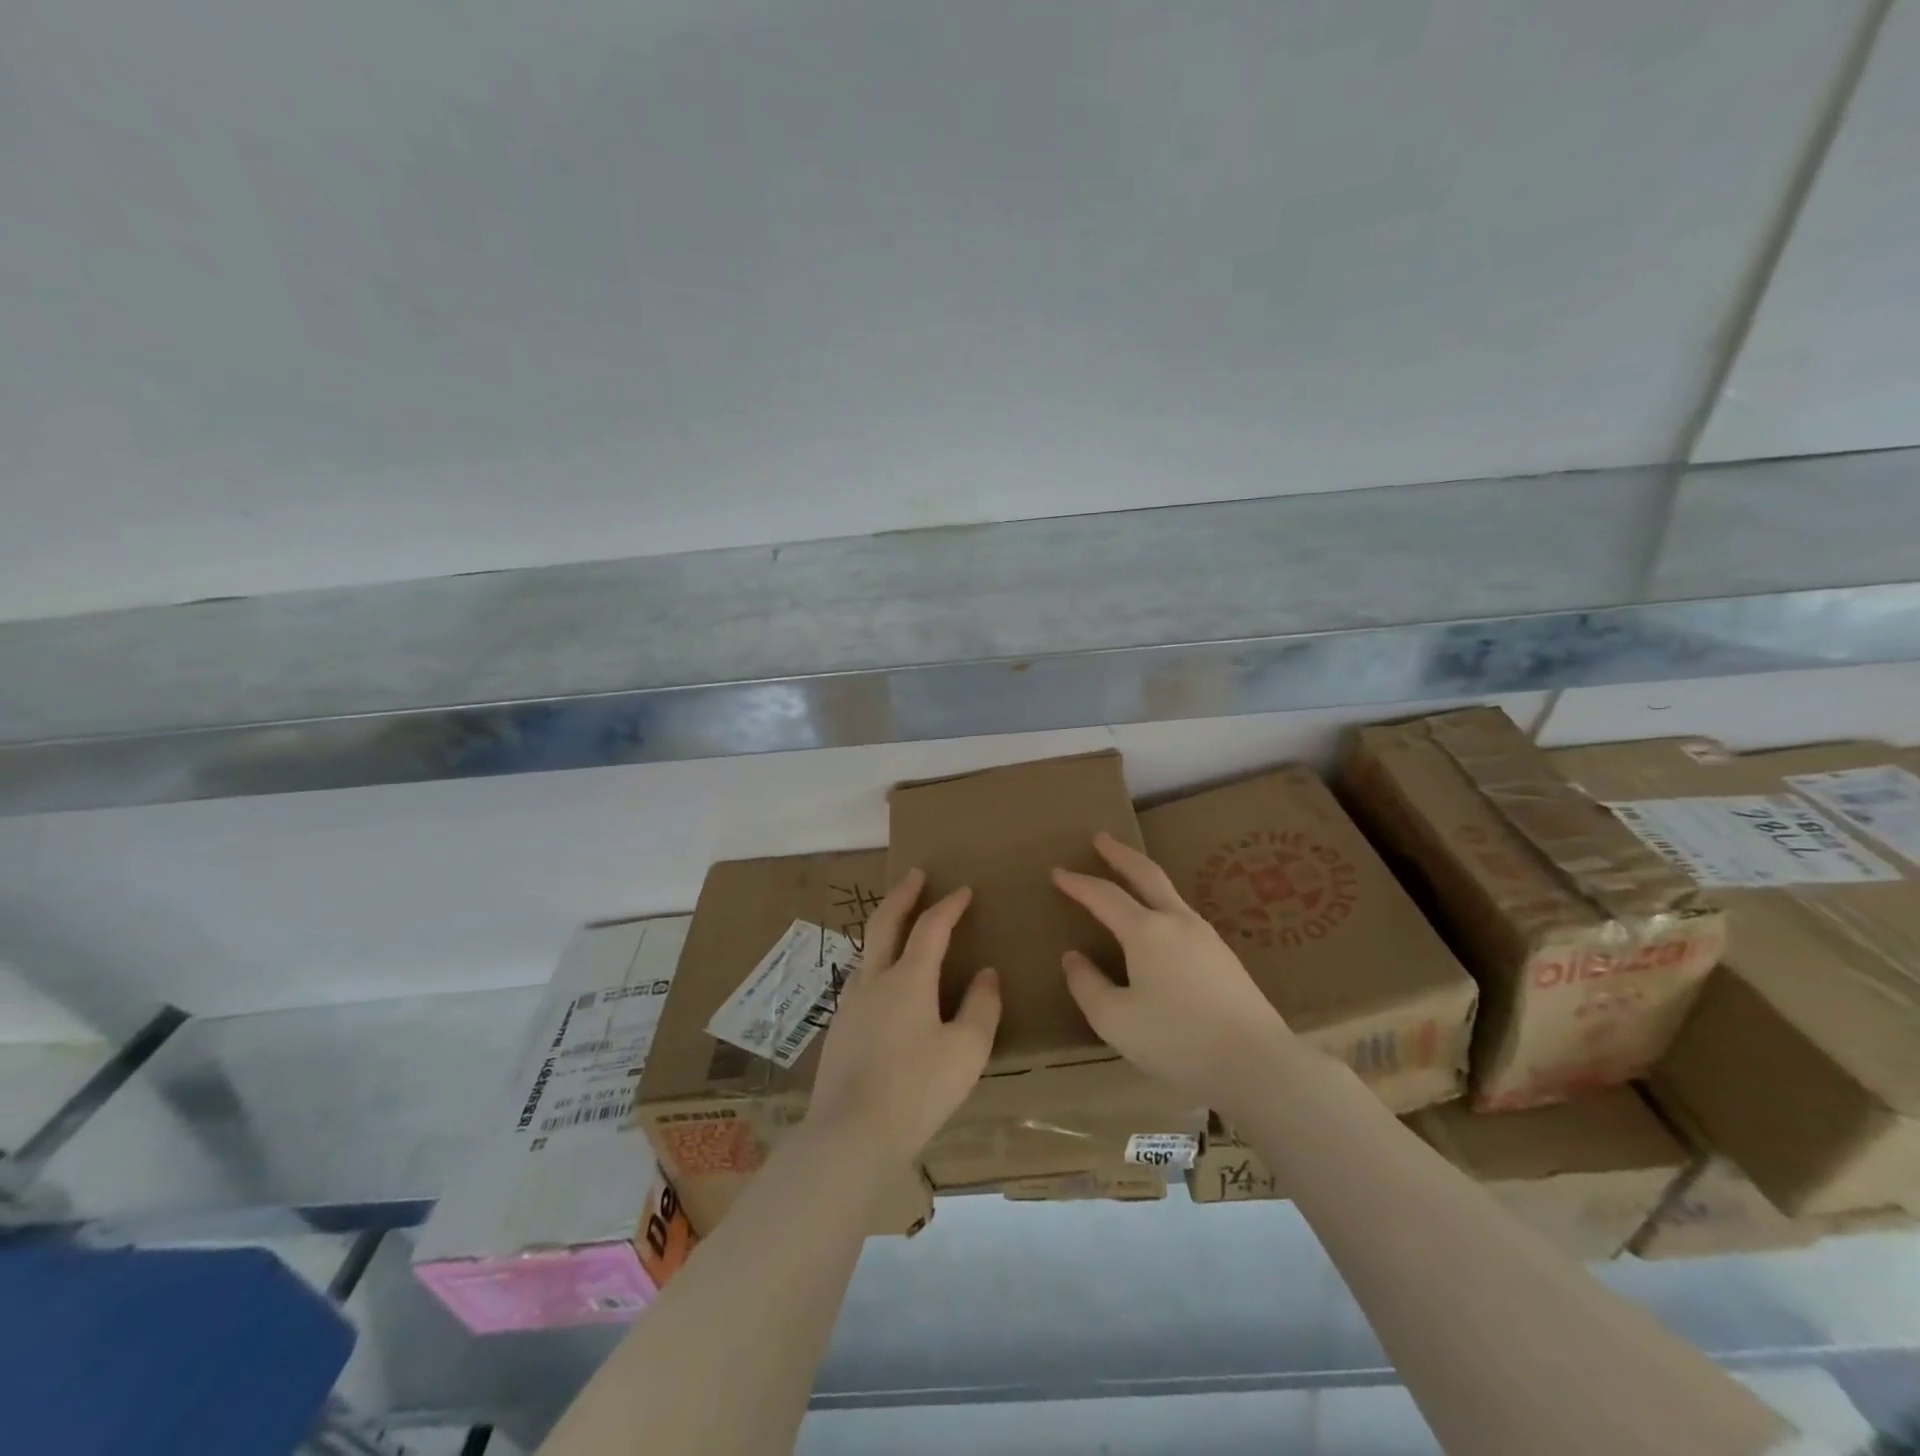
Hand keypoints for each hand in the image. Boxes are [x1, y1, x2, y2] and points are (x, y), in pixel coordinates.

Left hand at [807, 869, 1000, 1160]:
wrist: (850, 1135)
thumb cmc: (917, 1090)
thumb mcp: (966, 1051)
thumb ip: (981, 1007)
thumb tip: (986, 973)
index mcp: (908, 979)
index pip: (931, 927)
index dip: (949, 905)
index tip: (964, 890)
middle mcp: (875, 980)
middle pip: (885, 922)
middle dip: (903, 894)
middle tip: (916, 875)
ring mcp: (850, 1003)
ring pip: (868, 950)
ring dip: (886, 926)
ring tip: (900, 922)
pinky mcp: (839, 1028)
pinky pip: (861, 978)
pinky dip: (877, 960)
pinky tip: (884, 981)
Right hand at [1052, 832, 1295, 1108]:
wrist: (1257, 1063)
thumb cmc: (1178, 1040)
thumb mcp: (1115, 1020)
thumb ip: (1088, 985)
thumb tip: (1073, 958)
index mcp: (1147, 932)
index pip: (1104, 896)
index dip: (1078, 883)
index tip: (1057, 873)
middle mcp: (1178, 922)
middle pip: (1146, 874)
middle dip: (1120, 854)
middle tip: (1101, 838)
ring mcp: (1206, 937)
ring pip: (1169, 894)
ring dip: (1144, 878)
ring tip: (1129, 878)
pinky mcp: (1224, 958)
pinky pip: (1183, 917)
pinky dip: (1161, 905)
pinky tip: (1160, 927)